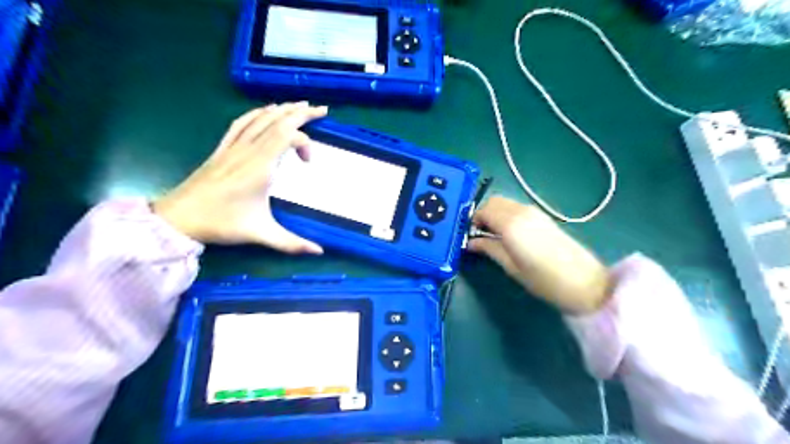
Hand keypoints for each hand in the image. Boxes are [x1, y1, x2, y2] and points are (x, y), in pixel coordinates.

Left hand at [151, 101, 326, 252]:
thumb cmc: (221, 223)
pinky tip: (266, 111)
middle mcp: (248, 150)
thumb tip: (320, 252)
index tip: (309, 164)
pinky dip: (258, 113)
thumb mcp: (261, 234)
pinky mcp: (223, 148)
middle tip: (322, 109)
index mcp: (260, 167)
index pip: (288, 137)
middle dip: (301, 113)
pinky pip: (242, 122)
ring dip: (282, 109)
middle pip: (278, 121)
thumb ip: (292, 243)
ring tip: (300, 105)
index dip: (306, 144)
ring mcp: (233, 146)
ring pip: (261, 118)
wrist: (179, 218)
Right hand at [468, 197, 609, 313]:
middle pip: (493, 201)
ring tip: (494, 235)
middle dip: (482, 214)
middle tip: (480, 235)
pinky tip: (509, 233)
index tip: (470, 236)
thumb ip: (489, 248)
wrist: (584, 282)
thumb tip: (471, 242)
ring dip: (495, 213)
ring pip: (505, 203)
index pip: (483, 210)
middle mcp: (521, 211)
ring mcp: (534, 211)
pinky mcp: (543, 216)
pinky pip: (517, 208)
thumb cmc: (543, 280)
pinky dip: (506, 214)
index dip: (472, 221)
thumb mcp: (510, 266)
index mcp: (510, 223)